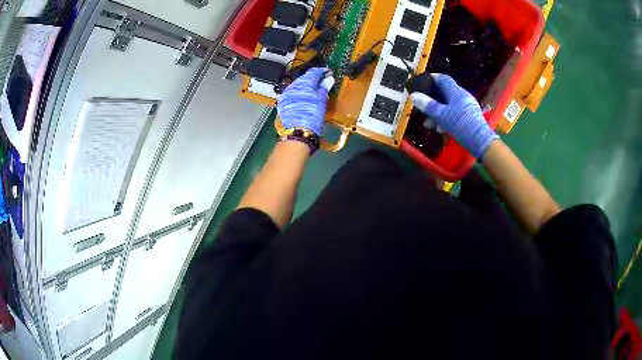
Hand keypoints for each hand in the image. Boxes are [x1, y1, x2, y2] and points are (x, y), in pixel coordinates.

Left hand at [277, 67, 333, 135]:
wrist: (298, 131)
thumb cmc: (312, 116)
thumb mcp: (321, 100)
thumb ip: (324, 87)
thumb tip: (328, 79)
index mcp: (304, 83)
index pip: (313, 72)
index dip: (322, 71)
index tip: (327, 72)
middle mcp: (293, 86)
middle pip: (304, 78)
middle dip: (313, 79)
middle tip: (322, 81)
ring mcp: (286, 94)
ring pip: (298, 86)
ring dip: (306, 86)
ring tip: (314, 90)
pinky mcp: (283, 103)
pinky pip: (293, 94)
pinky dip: (299, 94)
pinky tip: (305, 98)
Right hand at [410, 74, 497, 158]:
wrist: (480, 141)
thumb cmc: (460, 125)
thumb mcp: (441, 116)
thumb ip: (428, 105)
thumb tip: (413, 95)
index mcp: (456, 92)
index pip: (443, 79)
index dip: (432, 79)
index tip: (422, 82)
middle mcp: (462, 96)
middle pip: (444, 93)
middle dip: (432, 101)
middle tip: (423, 108)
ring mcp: (467, 106)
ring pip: (449, 105)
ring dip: (438, 113)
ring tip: (430, 124)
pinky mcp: (470, 117)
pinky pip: (455, 113)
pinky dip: (446, 118)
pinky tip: (441, 129)